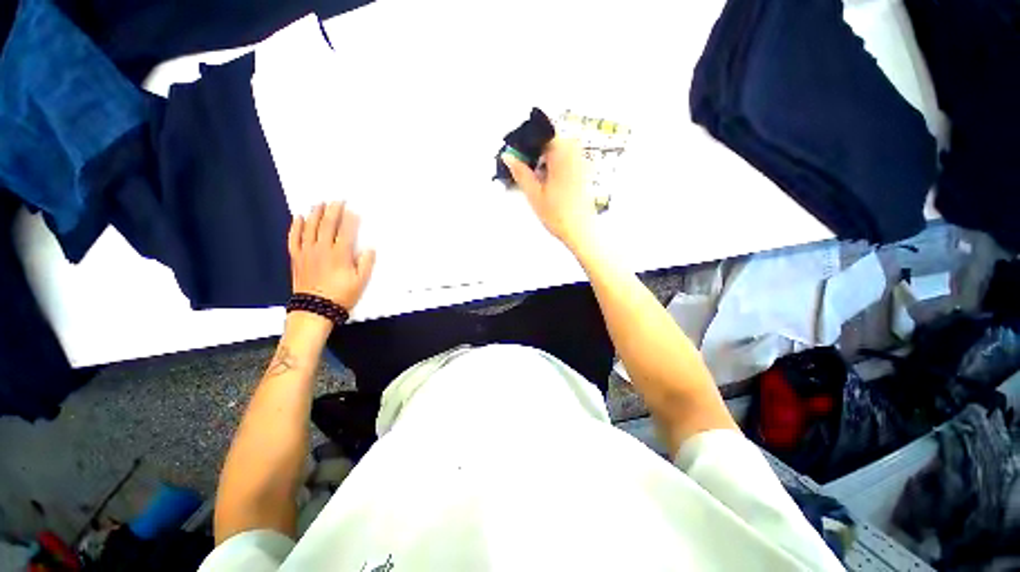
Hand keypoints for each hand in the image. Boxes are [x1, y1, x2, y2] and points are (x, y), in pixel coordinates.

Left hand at [289, 202, 375, 311]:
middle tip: (337, 200)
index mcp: (340, 255)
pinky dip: (296, 226)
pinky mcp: (296, 257)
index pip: (346, 231)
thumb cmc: (341, 295)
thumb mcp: (361, 281)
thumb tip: (369, 248)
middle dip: (333, 210)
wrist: (315, 309)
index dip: (350, 219)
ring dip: (315, 214)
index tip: (353, 210)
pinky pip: (294, 238)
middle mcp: (322, 249)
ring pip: (310, 227)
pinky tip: (299, 217)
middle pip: (327, 225)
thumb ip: (366, 263)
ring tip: (320, 203)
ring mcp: (307, 252)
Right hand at [501, 137, 594, 248]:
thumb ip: (520, 172)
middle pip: (550, 139)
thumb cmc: (558, 214)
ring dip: (543, 158)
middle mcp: (575, 151)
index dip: (526, 140)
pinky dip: (553, 164)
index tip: (515, 152)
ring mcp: (581, 161)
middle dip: (534, 149)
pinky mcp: (584, 171)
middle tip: (521, 166)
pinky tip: (546, 181)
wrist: (581, 231)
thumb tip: (508, 156)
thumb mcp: (534, 194)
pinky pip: (566, 158)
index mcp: (562, 152)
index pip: (541, 132)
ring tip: (533, 176)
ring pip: (557, 149)